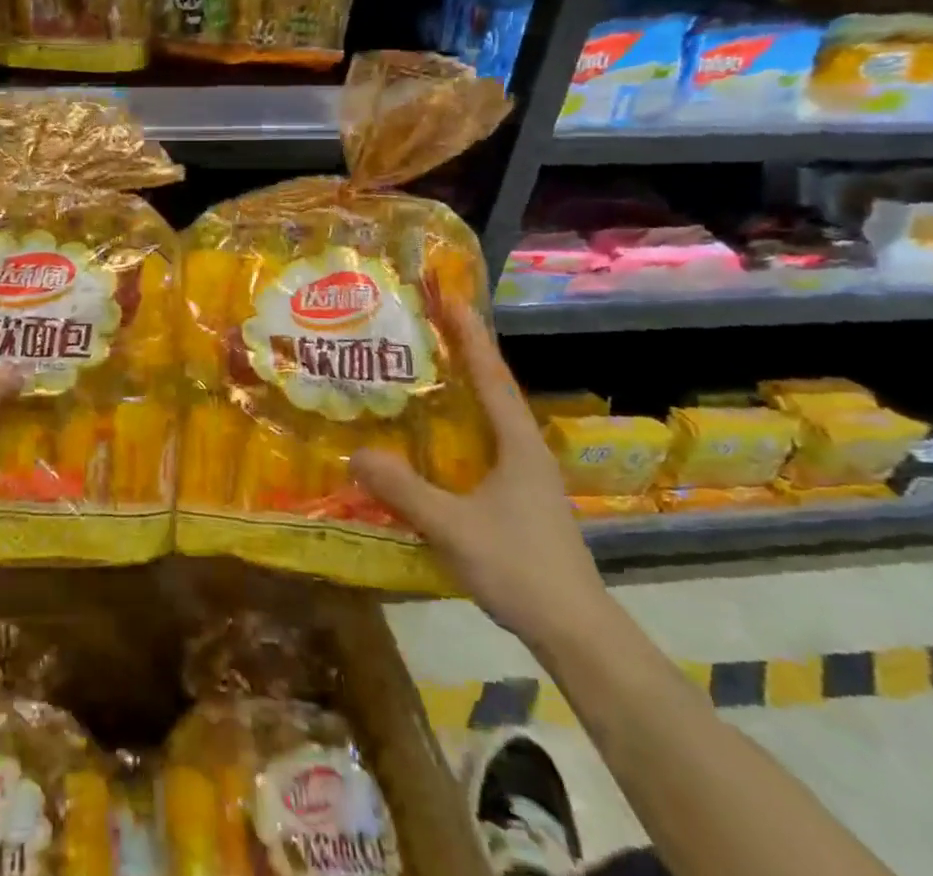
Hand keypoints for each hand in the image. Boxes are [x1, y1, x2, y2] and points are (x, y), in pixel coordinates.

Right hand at [350, 301, 608, 649]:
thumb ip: (404, 490)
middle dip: (462, 355)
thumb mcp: (453, 526)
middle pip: (491, 390)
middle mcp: (524, 450)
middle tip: (424, 327)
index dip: (470, 335)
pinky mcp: (519, 501)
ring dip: (460, 392)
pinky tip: (431, 439)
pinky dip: (458, 429)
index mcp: (517, 444)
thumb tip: (356, 452)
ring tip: (421, 373)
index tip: (452, 297)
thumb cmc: (520, 567)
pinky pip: (482, 448)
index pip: (491, 376)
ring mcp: (525, 478)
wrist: (576, 634)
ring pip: (488, 420)